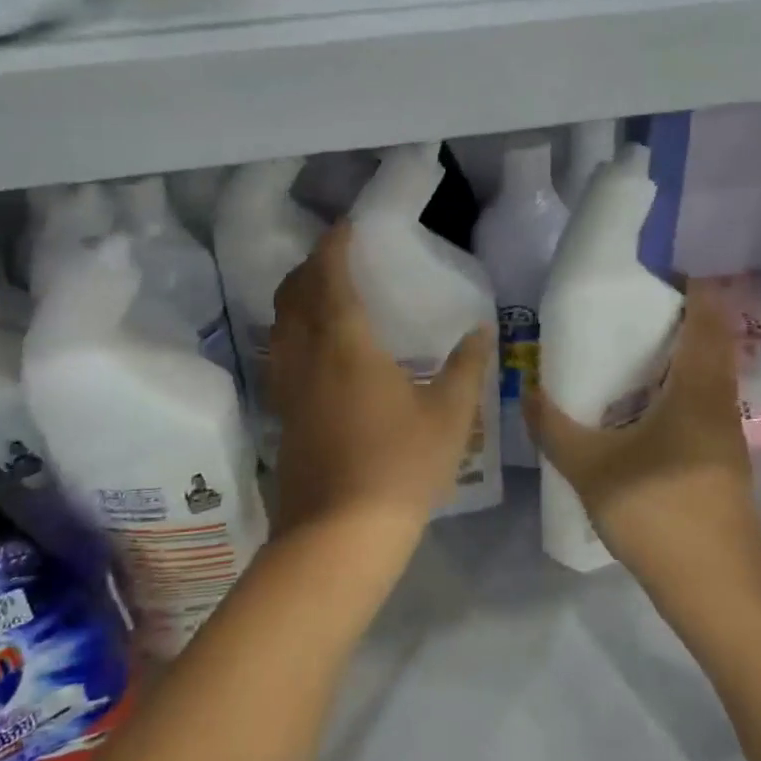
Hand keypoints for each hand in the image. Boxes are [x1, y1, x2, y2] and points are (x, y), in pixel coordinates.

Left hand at [269, 222, 493, 545]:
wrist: (338, 535)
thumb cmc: (400, 467)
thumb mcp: (448, 417)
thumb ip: (466, 368)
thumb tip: (481, 330)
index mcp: (345, 343)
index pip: (329, 276)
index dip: (334, 245)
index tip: (345, 226)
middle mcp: (307, 355)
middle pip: (293, 294)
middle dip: (310, 266)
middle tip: (335, 256)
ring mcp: (287, 386)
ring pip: (280, 324)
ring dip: (295, 297)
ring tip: (321, 293)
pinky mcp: (282, 413)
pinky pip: (280, 353)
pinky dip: (291, 331)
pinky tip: (314, 349)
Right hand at [526, 282, 760, 606]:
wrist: (717, 593)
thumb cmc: (660, 515)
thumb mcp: (591, 468)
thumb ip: (554, 427)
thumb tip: (528, 391)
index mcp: (700, 390)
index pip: (708, 316)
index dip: (688, 286)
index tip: (650, 274)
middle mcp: (720, 403)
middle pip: (708, 342)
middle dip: (673, 319)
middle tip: (622, 313)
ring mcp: (725, 436)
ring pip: (705, 377)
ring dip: (673, 358)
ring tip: (623, 355)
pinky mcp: (720, 463)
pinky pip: (698, 405)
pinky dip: (673, 391)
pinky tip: (637, 411)